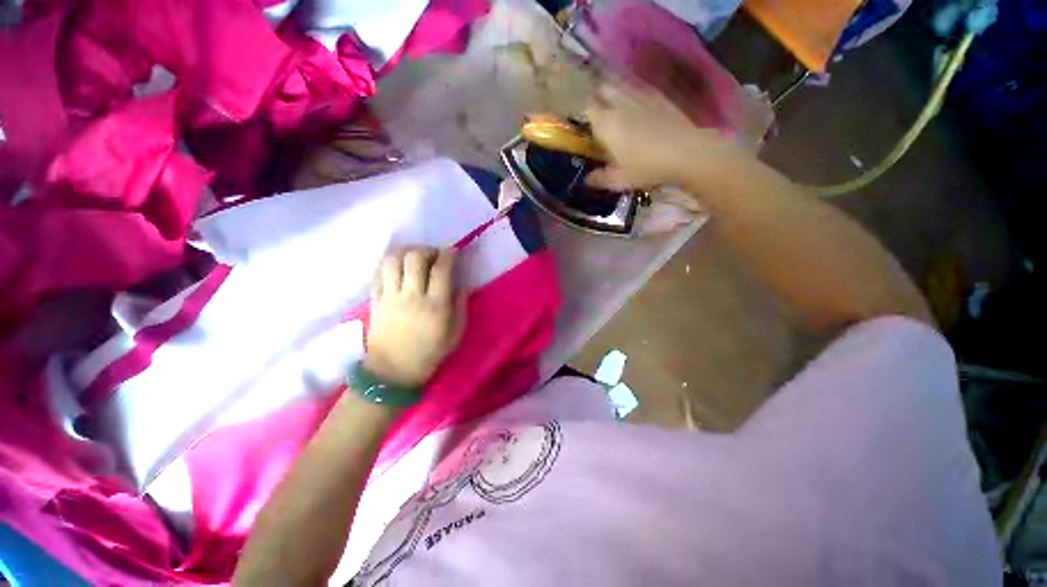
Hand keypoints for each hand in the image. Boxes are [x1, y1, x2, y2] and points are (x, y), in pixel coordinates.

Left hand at [365, 247, 464, 388]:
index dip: (449, 255)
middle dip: (427, 250)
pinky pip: (379, 273)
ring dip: (406, 253)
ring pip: (393, 261)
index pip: (441, 269)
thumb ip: (460, 307)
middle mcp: (412, 296)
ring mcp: (390, 297)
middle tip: (434, 256)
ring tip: (414, 259)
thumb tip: (461, 285)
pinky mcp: (375, 300)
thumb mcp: (455, 335)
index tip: (453, 252)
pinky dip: (390, 264)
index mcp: (435, 306)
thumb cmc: (429, 354)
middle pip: (415, 258)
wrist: (392, 372)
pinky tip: (398, 268)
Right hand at [584, 82, 738, 190]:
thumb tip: (587, 180)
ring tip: (613, 99)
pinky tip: (636, 101)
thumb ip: (600, 178)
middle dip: (597, 95)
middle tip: (595, 107)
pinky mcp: (660, 98)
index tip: (580, 119)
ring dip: (615, 90)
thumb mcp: (619, 180)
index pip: (586, 109)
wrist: (686, 153)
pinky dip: (634, 92)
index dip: (581, 111)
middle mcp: (621, 105)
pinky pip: (641, 89)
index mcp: (607, 124)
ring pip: (622, 86)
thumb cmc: (646, 167)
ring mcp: (641, 98)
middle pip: (603, 89)